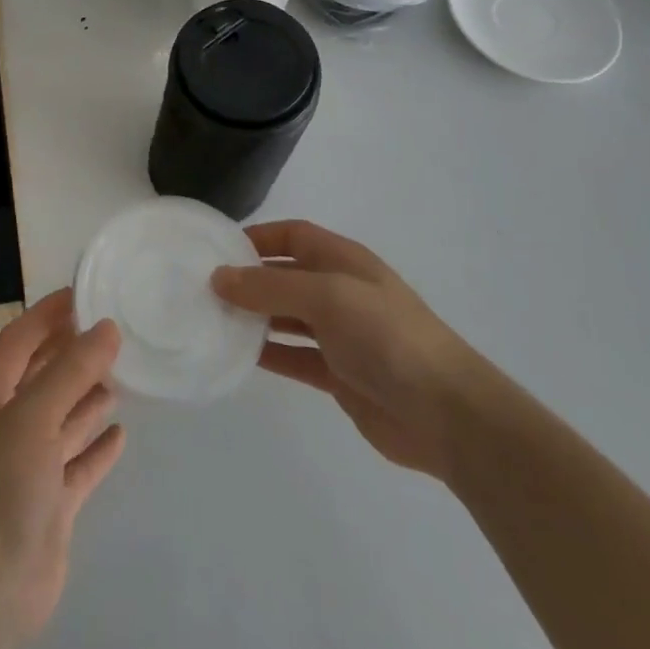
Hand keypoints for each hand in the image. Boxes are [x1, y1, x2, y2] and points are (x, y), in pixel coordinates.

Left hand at [0, 289, 125, 639]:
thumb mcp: (33, 416)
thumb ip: (71, 370)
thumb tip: (107, 327)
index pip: (18, 340)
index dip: (46, 314)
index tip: (83, 293)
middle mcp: (7, 425)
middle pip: (42, 377)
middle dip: (73, 353)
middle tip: (114, 330)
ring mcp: (28, 467)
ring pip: (63, 419)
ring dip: (88, 398)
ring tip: (123, 374)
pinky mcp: (50, 505)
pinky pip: (78, 466)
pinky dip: (97, 448)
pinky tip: (121, 434)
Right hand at [212, 220, 475, 478]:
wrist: (445, 413)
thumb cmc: (386, 335)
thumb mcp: (326, 297)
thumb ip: (270, 287)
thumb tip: (219, 277)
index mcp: (343, 261)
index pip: (293, 235)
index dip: (258, 237)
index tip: (217, 250)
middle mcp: (340, 291)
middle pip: (285, 276)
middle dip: (249, 280)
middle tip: (203, 289)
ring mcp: (340, 335)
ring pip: (286, 317)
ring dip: (254, 317)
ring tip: (212, 320)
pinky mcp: (339, 375)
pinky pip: (294, 356)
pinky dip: (269, 354)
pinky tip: (237, 357)